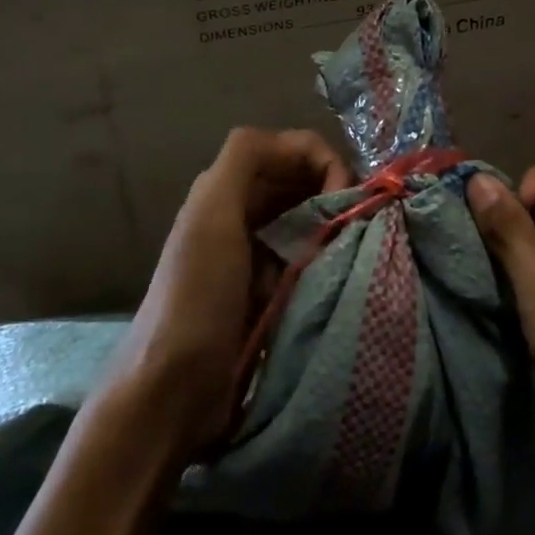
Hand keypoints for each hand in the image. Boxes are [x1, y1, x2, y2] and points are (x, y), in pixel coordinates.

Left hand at [99, 128, 351, 461]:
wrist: (173, 388)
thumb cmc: (197, 295)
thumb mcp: (213, 215)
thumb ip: (245, 160)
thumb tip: (304, 146)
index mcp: (226, 189)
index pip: (290, 150)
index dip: (323, 161)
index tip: (348, 197)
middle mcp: (242, 214)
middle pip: (302, 182)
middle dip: (336, 191)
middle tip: (361, 222)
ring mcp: (257, 256)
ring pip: (310, 220)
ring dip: (335, 225)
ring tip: (357, 245)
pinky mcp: (271, 293)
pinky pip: (309, 260)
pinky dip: (329, 258)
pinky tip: (342, 271)